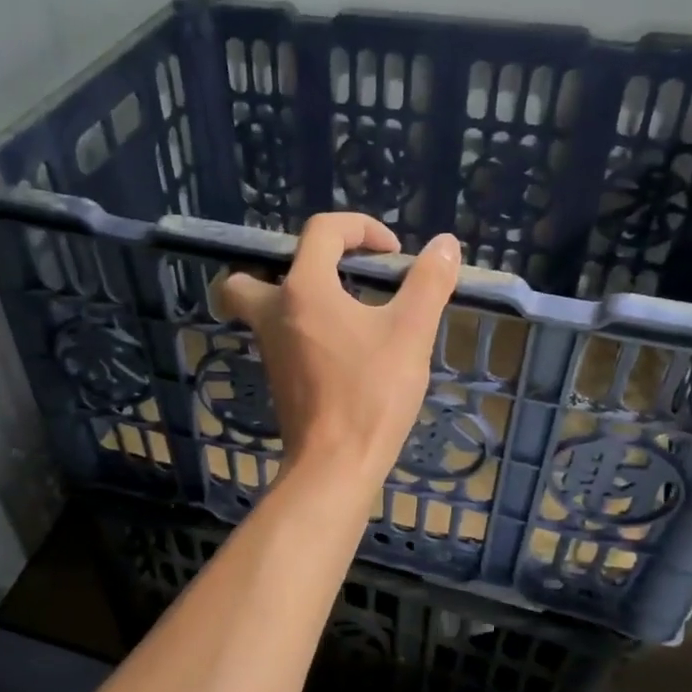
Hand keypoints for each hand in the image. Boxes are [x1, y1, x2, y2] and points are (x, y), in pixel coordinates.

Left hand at [217, 214, 459, 484]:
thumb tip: (445, 243)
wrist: (335, 464)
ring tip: (340, 306)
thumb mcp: (410, 332)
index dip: (359, 227)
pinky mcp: (277, 379)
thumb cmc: (371, 393)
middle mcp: (274, 314)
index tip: (392, 252)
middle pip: (246, 277)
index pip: (321, 231)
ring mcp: (270, 351)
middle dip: (281, 266)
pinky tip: (338, 345)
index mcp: (303, 290)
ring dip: (290, 298)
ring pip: (258, 311)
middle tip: (325, 275)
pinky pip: (278, 339)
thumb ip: (428, 282)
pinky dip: (299, 330)